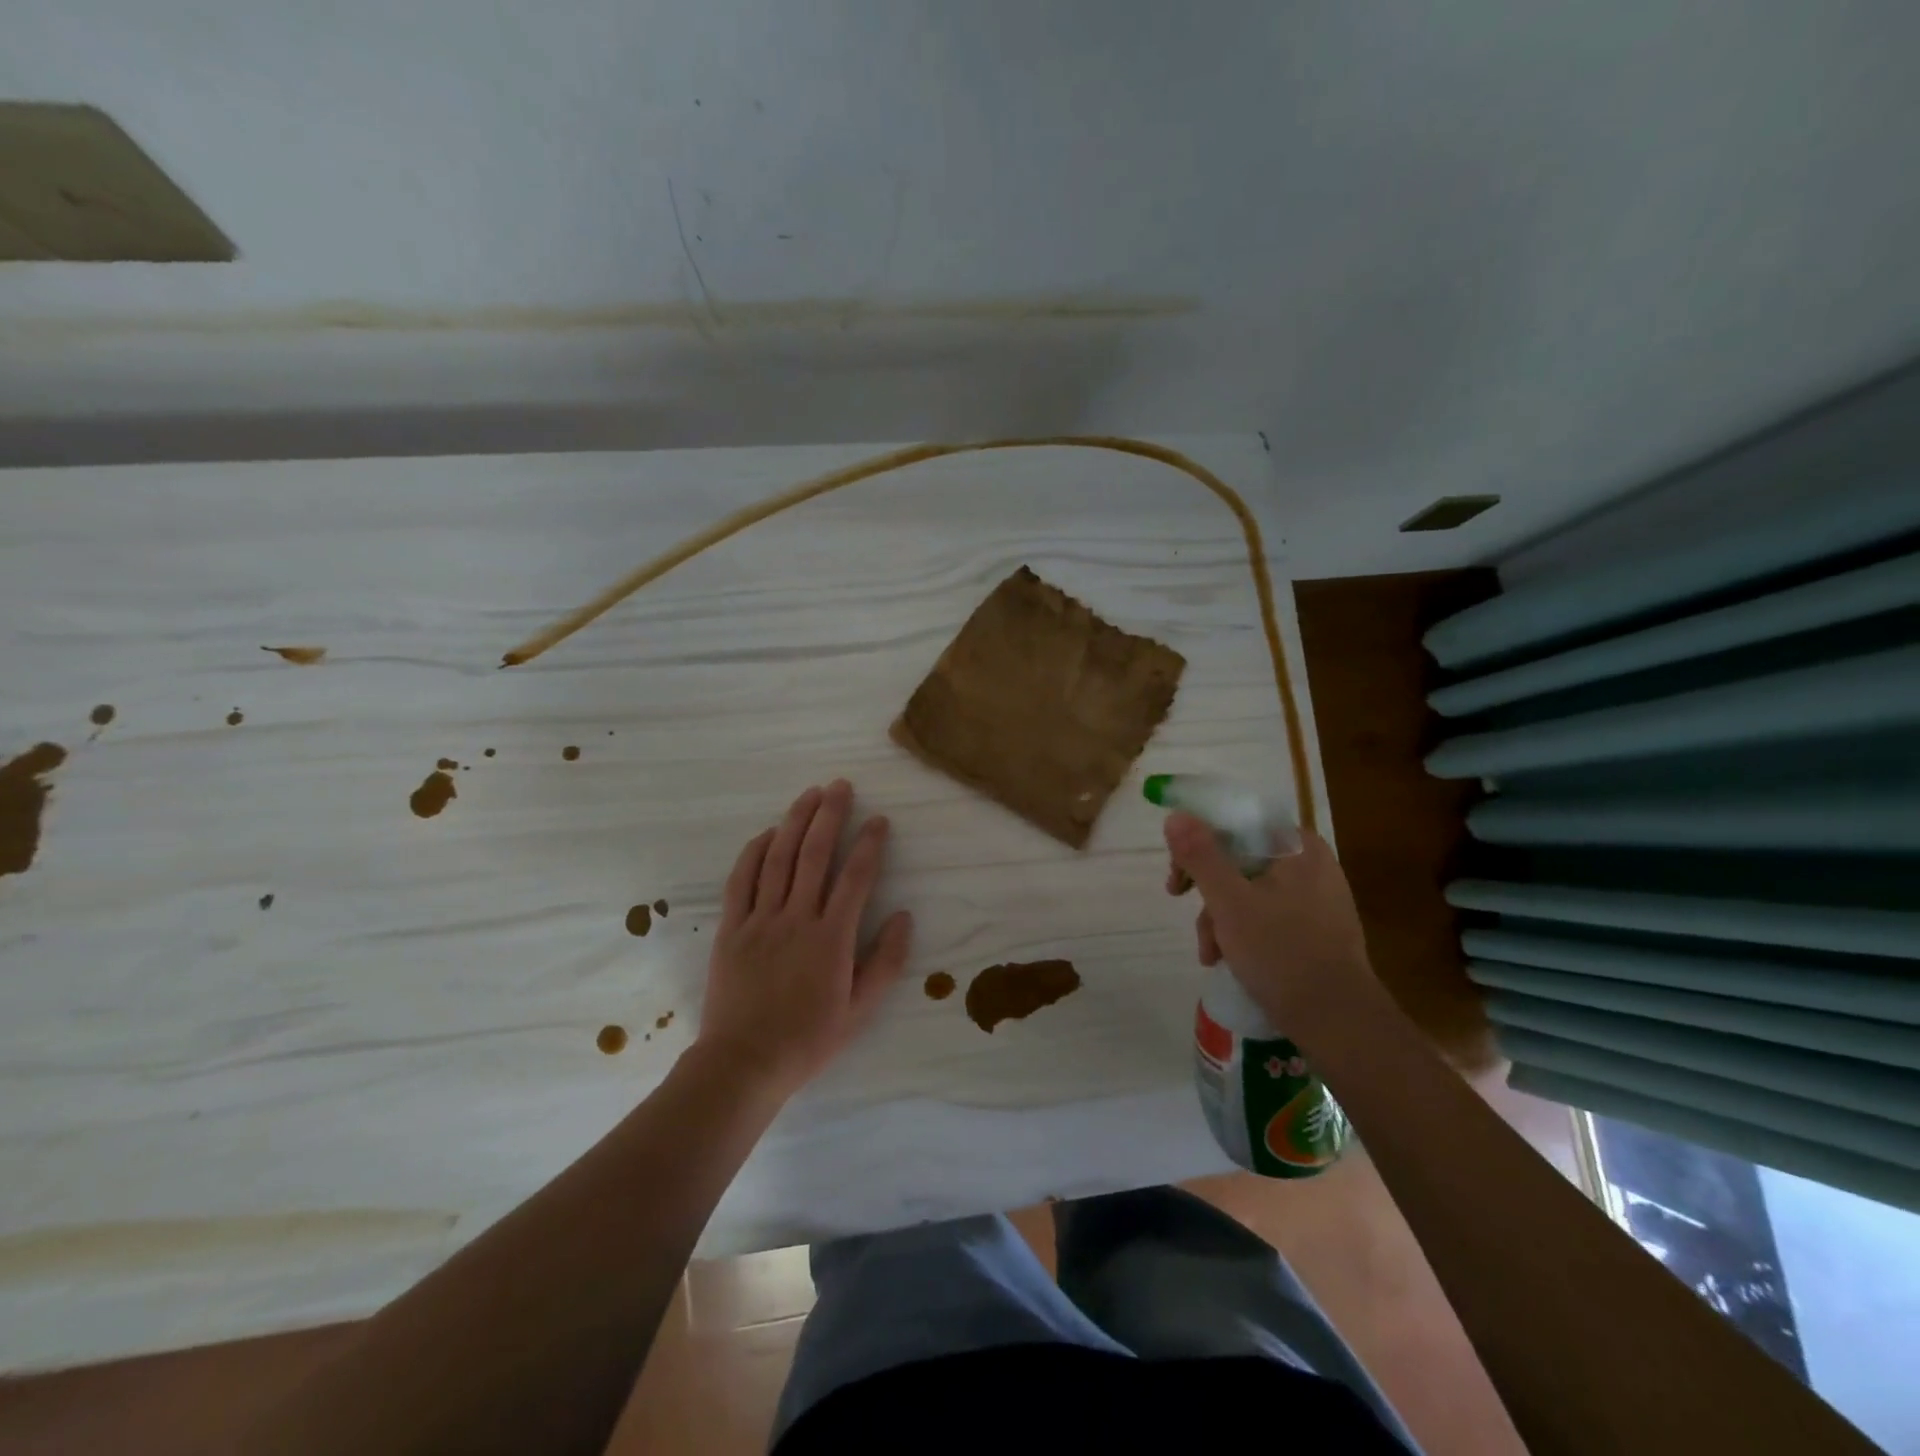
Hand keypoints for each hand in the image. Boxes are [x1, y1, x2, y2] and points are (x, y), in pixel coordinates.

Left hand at [695, 780, 913, 1098]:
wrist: (743, 1063)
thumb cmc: (808, 1039)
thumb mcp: (860, 1010)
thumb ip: (886, 962)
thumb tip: (905, 916)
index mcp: (832, 938)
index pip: (856, 877)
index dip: (870, 844)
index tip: (879, 820)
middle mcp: (797, 918)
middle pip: (815, 854)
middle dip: (830, 815)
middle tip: (841, 786)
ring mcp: (760, 920)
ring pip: (779, 858)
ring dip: (795, 821)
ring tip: (810, 794)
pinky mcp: (732, 928)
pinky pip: (741, 880)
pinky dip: (754, 852)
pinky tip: (767, 833)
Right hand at [1163, 811, 1375, 1029]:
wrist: (1338, 1022)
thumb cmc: (1281, 953)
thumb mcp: (1229, 902)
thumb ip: (1200, 856)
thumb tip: (1176, 816)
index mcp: (1298, 847)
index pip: (1237, 825)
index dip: (1198, 843)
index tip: (1177, 874)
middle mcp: (1312, 863)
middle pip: (1240, 859)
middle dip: (1208, 890)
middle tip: (1181, 906)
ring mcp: (1318, 898)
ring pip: (1250, 890)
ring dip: (1220, 917)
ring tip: (1211, 954)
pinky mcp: (1318, 929)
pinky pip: (1268, 914)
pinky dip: (1244, 931)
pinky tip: (1231, 959)